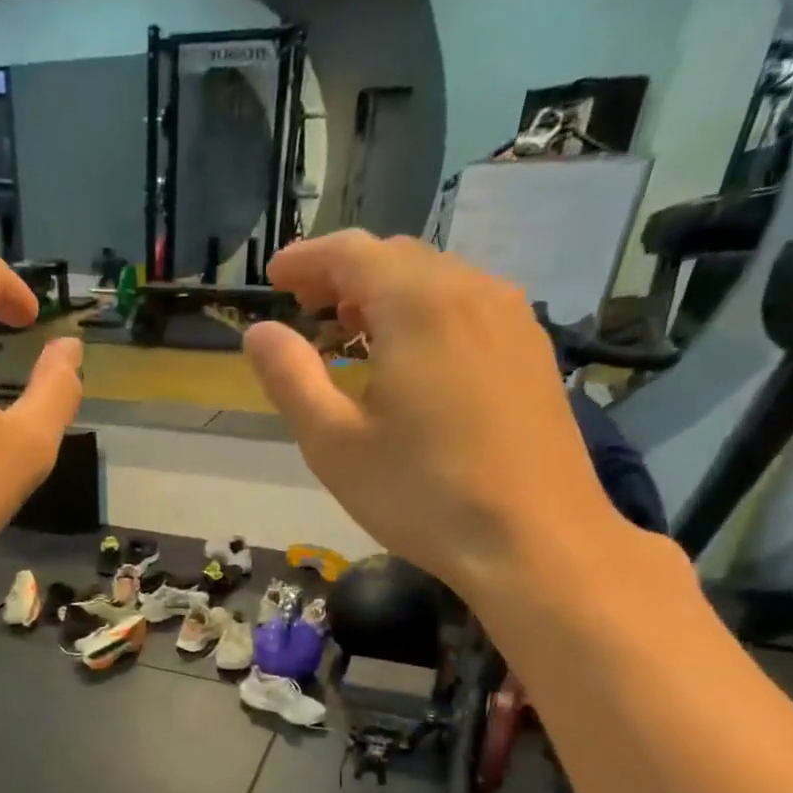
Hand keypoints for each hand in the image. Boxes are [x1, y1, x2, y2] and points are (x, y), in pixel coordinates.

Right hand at [244, 232, 625, 594]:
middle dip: (346, 273)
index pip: (353, 252)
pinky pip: (467, 309)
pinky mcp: (532, 353)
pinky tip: (411, 359)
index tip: (274, 277)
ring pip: (438, 281)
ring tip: (352, 330)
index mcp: (419, 304)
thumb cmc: (420, 494)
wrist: (533, 539)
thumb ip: (291, 379)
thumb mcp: (334, 444)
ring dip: (387, 294)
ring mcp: (512, 320)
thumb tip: (260, 332)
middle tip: (307, 305)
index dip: (307, 259)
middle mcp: (473, 291)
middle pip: (399, 258)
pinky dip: (425, 314)